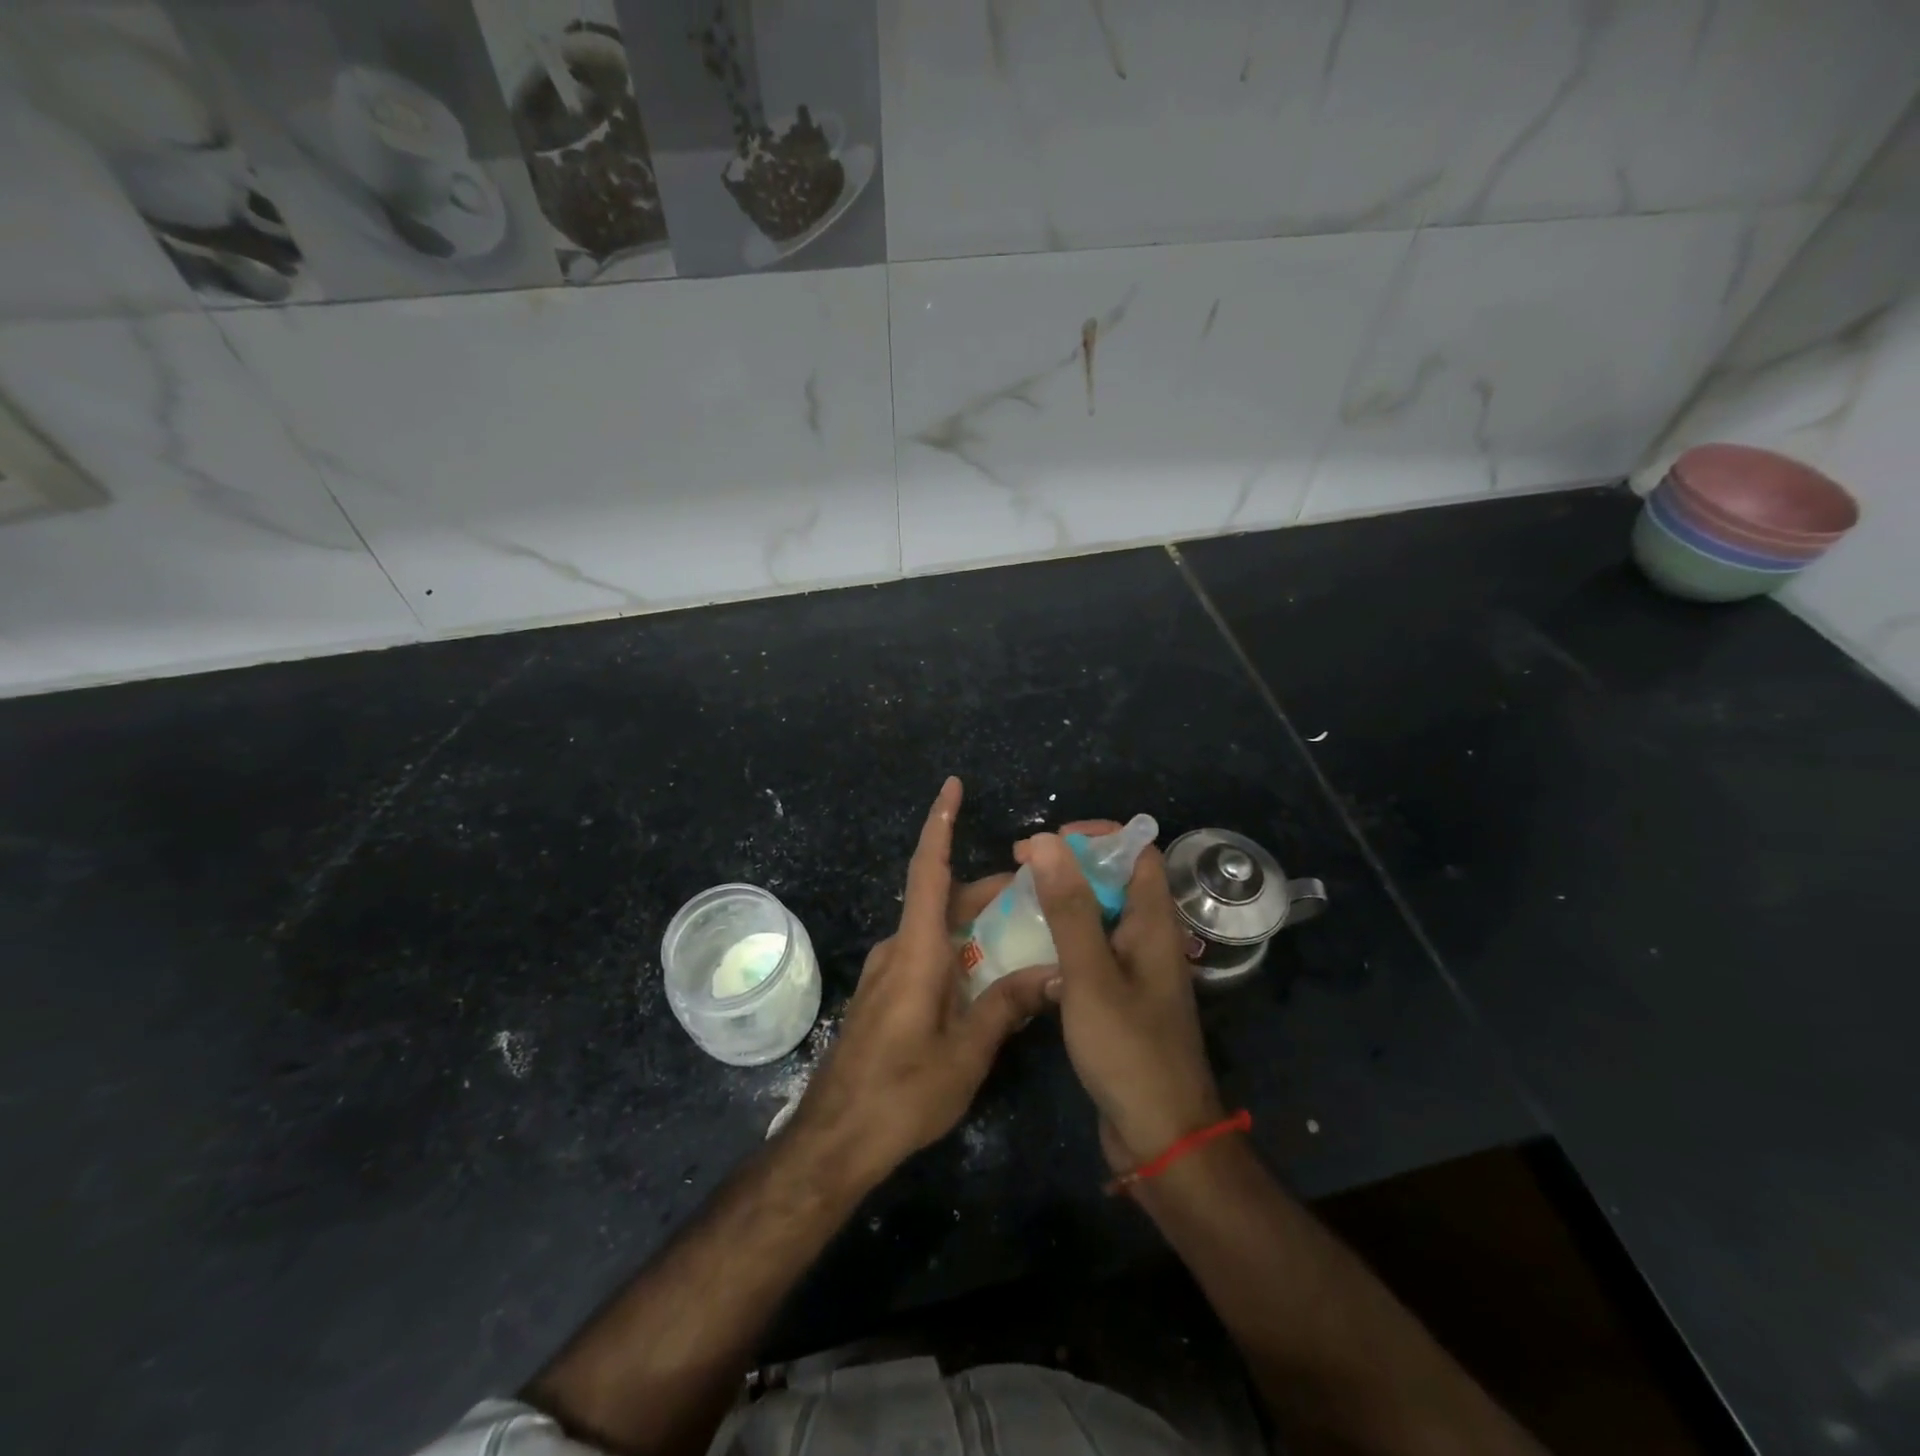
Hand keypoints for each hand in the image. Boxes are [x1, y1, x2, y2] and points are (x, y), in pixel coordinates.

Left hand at [791, 777, 1054, 1186]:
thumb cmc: (901, 1094)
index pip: (929, 871)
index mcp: (916, 951)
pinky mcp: (885, 995)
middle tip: (1040, 891)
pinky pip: (927, 954)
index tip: (951, 785)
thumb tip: (1055, 972)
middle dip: (989, 889)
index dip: (941, 824)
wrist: (835, 1140)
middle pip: (943, 900)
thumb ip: (1007, 1005)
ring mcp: (887, 973)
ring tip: (1025, 932)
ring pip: (937, 929)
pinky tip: (988, 976)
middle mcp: (898, 950)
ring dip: (976, 922)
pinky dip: (959, 949)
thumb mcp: (965, 1053)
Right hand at [1018, 829, 1223, 1172]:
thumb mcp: (1090, 973)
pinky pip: (1093, 953)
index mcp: (1155, 923)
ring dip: (1064, 904)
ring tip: (1017, 904)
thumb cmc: (1128, 1050)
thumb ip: (1069, 907)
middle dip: (1070, 868)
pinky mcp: (1122, 1000)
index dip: (1097, 837)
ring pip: (1100, 917)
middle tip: (1021, 872)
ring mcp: (1137, 971)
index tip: (1049, 843)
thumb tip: (1046, 840)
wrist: (1160, 1138)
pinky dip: (1064, 941)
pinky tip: (1031, 952)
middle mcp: (1150, 939)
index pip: (1138, 852)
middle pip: (1115, 881)